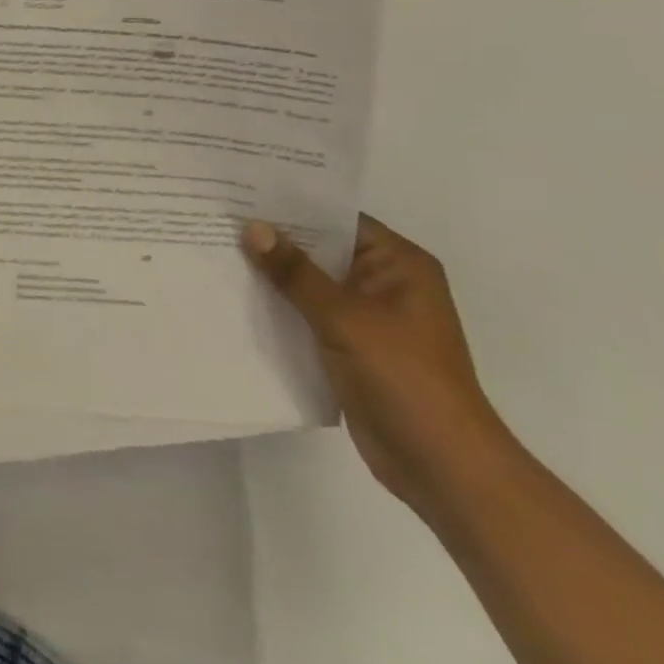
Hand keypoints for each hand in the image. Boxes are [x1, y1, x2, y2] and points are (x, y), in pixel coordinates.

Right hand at [243, 215, 508, 516]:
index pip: (337, 217)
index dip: (291, 205)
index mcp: (399, 263)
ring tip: (219, 251)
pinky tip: (240, 297)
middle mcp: (386, 283)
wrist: (443, 471)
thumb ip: (296, 272)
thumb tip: (252, 226)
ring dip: (275, 276)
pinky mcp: (354, 349)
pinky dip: (282, 308)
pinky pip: (310, 315)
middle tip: (221, 217)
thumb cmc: (404, 379)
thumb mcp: (345, 318)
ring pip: (312, 284)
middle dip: (276, 240)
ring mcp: (370, 318)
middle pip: (322, 249)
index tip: (242, 191)